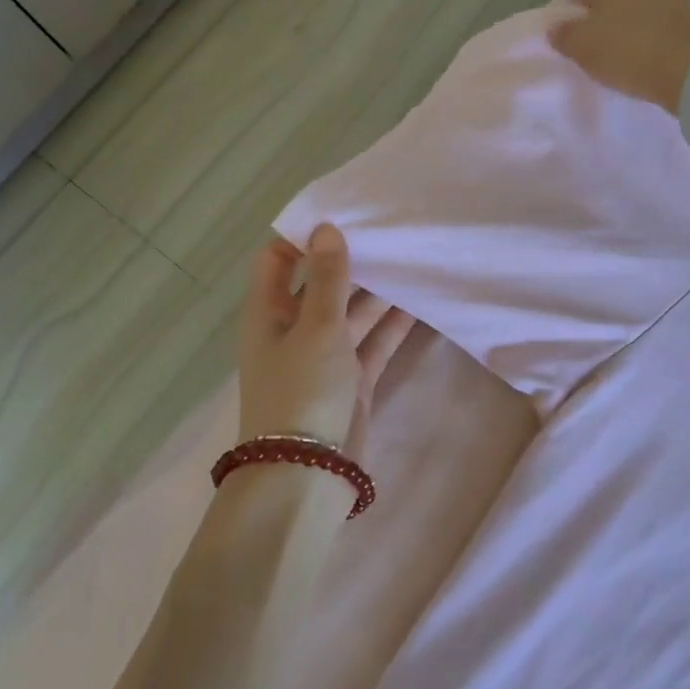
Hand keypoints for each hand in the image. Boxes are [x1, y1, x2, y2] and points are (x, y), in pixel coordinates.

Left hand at [238, 224, 415, 454]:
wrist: (308, 474)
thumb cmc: (302, 391)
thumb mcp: (316, 327)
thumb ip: (328, 278)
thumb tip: (326, 228)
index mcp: (269, 312)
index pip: (278, 260)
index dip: (303, 236)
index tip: (341, 214)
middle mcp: (293, 329)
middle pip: (322, 284)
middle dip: (352, 260)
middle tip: (390, 230)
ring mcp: (325, 355)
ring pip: (353, 312)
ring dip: (378, 291)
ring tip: (413, 257)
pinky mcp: (352, 379)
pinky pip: (373, 341)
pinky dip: (393, 324)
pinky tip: (420, 301)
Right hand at [548, 0, 689, 109]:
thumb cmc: (628, 50)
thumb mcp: (583, 46)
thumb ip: (564, 34)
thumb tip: (556, 28)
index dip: (574, 20)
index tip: (574, 44)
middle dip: (604, 20)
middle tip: (596, 50)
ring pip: (637, 10)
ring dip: (628, 28)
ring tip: (621, 57)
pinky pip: (659, 26)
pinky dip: (649, 38)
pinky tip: (644, 58)